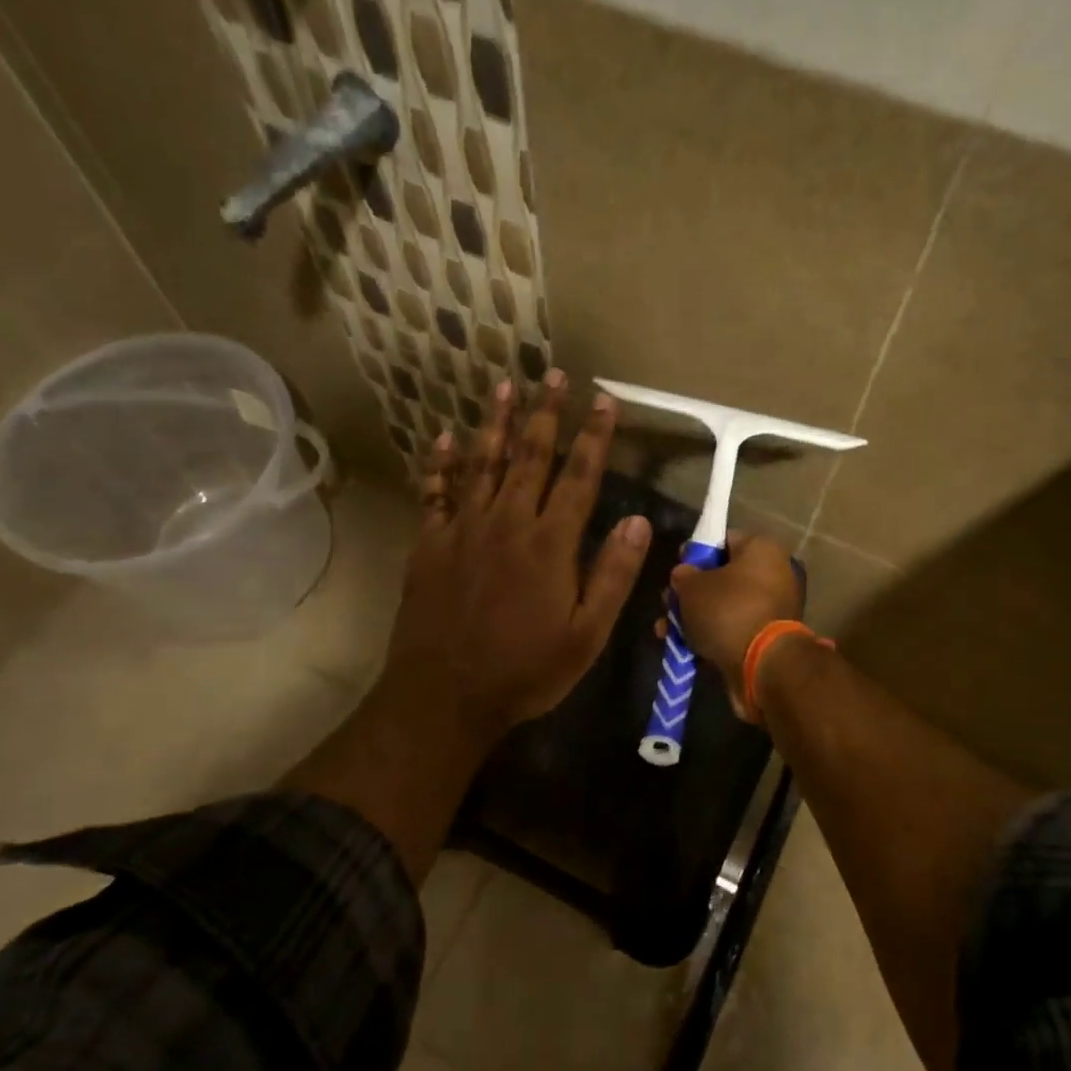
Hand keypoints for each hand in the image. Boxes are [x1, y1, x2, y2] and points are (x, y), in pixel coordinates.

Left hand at [379, 371, 652, 749]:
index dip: (594, 436)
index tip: (604, 400)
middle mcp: (507, 522)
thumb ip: (613, 575)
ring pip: (482, 463)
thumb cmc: (524, 670)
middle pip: (529, 455)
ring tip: (504, 385)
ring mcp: (463, 530)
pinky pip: (436, 493)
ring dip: (495, 422)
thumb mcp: (586, 635)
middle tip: (552, 374)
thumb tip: (640, 521)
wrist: (443, 696)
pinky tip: (444, 439)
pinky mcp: (430, 545)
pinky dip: (441, 464)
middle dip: (545, 412)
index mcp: (549, 543)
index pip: (579, 476)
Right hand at [667, 531, 803, 717]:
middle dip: (691, 592)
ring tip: (666, 631)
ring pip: (725, 606)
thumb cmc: (728, 611)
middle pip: (722, 576)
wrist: (763, 666)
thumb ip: (683, 576)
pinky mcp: (768, 637)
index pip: (723, 539)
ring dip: (695, 617)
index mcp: (761, 549)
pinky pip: (733, 629)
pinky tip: (684, 648)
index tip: (676, 568)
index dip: (695, 552)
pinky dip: (711, 636)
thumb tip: (684, 575)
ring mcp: (773, 608)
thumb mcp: (692, 587)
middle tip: (667, 603)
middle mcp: (773, 573)